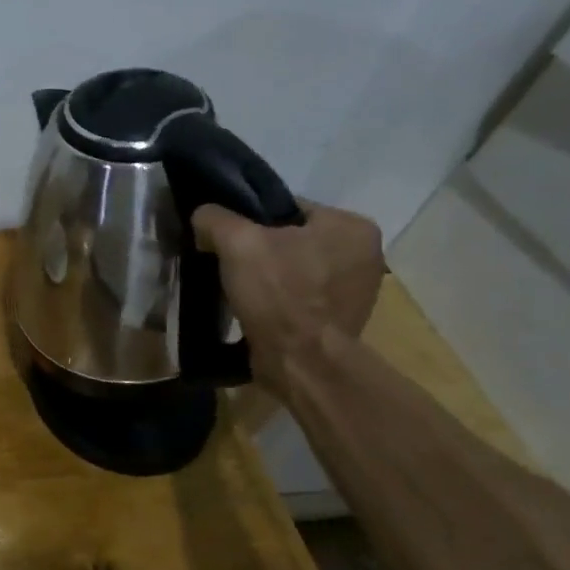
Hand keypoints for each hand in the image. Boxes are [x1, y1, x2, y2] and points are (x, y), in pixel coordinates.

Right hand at [191, 199, 384, 398]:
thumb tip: (204, 216)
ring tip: (239, 287)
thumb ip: (215, 218)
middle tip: (230, 263)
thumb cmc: (279, 294)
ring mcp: (357, 289)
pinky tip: (257, 308)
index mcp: (351, 226)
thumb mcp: (236, 242)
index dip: (250, 220)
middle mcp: (365, 254)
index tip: (227, 239)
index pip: (287, 207)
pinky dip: (279, 299)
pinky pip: (301, 296)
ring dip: (269, 276)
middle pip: (292, 238)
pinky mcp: (342, 319)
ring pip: (296, 268)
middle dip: (261, 249)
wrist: (301, 362)